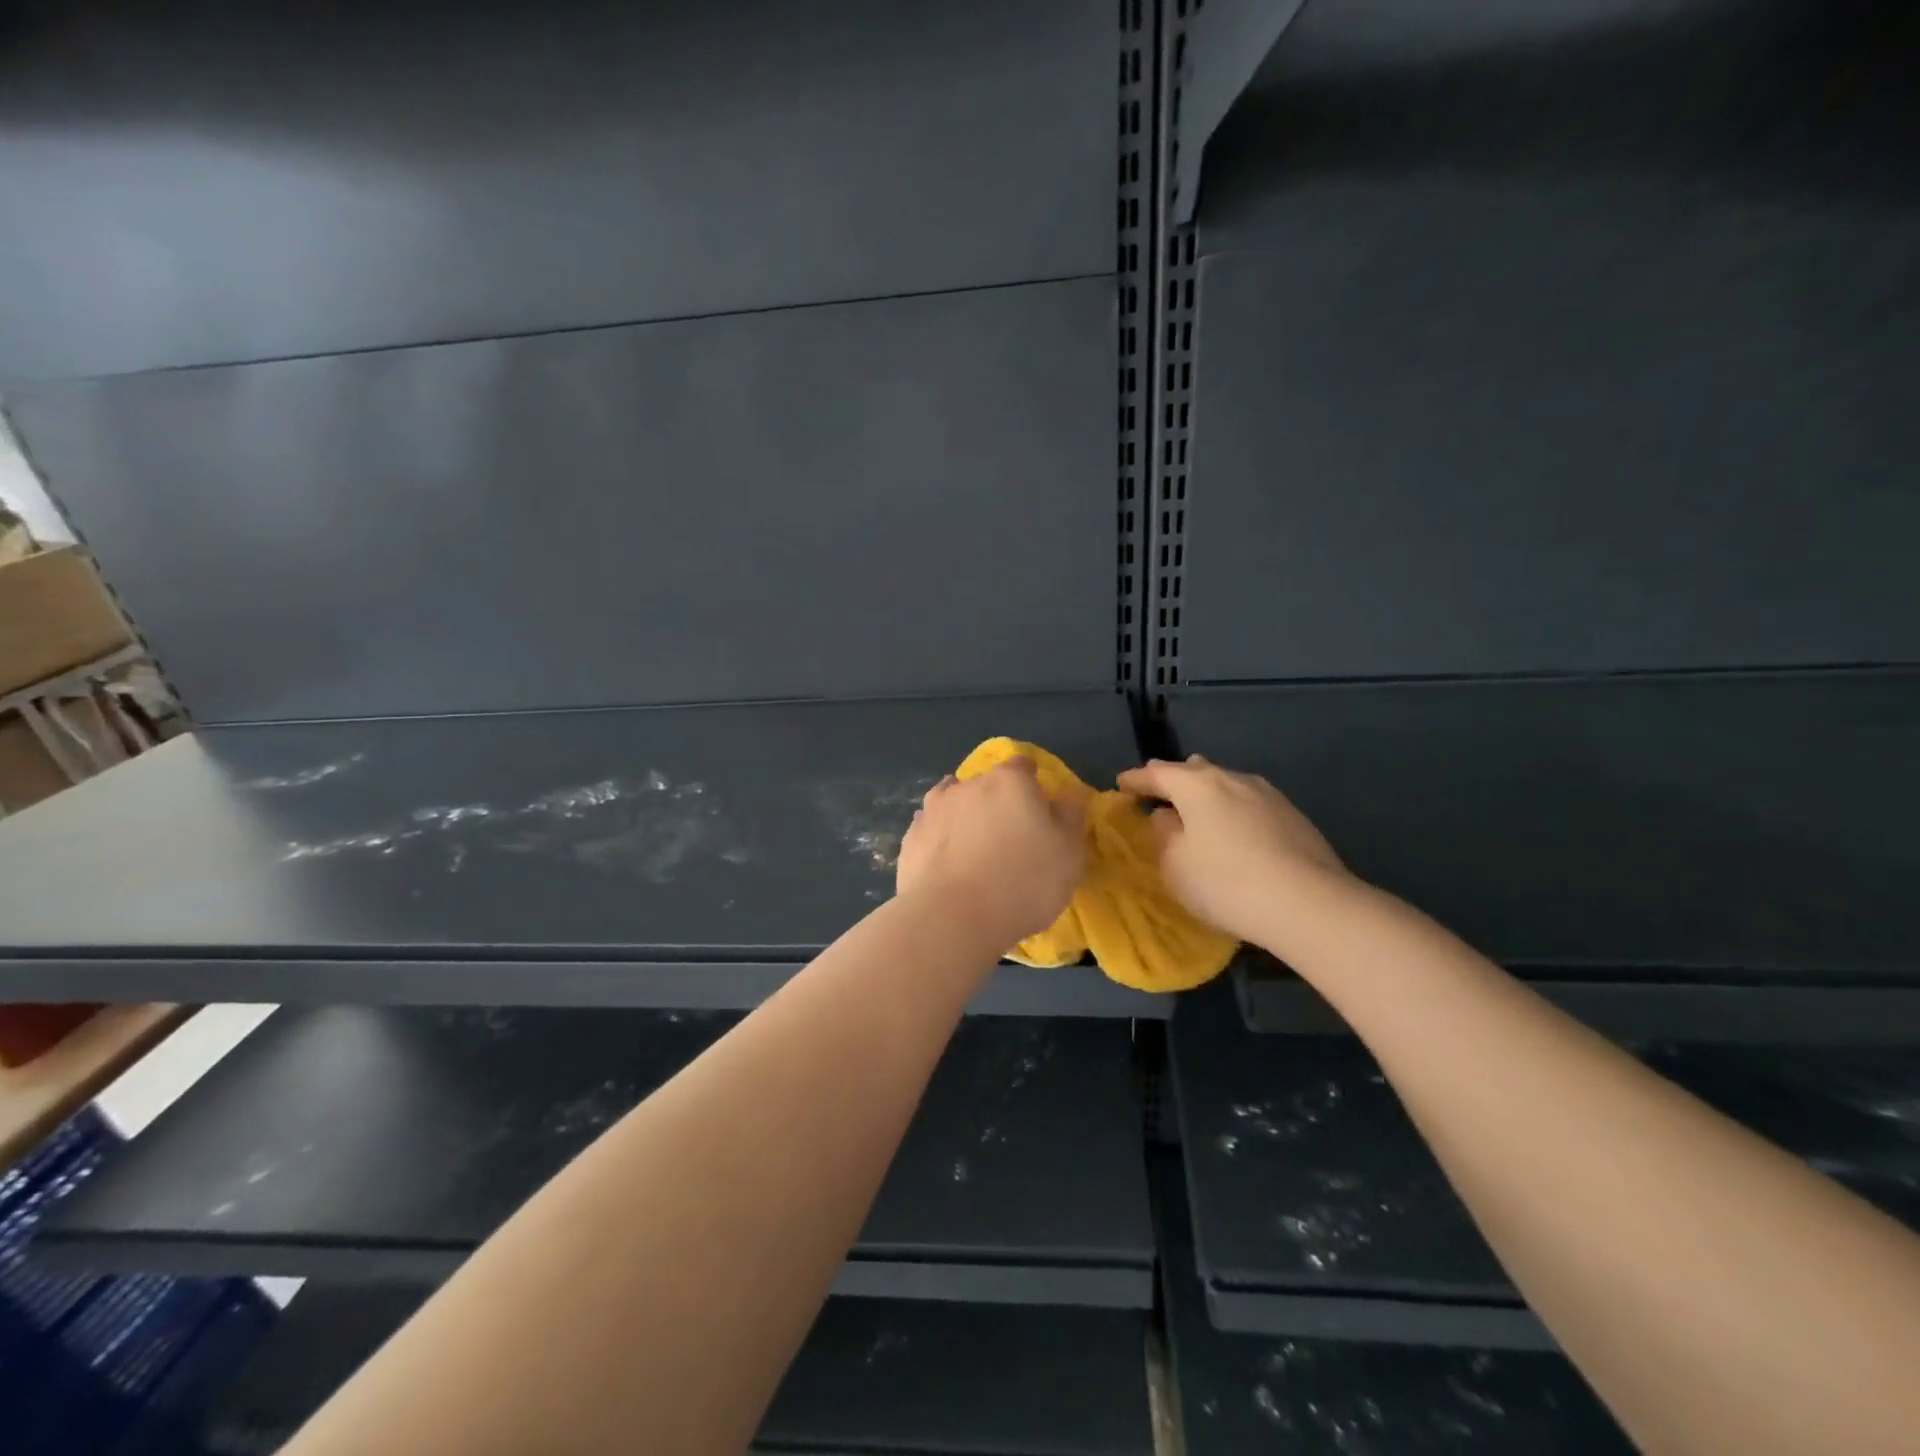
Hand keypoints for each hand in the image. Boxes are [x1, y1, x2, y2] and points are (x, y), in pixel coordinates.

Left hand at [897, 759, 1086, 946]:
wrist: (952, 919)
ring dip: (965, 818)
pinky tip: (948, 864)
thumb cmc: (1023, 882)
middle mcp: (968, 785)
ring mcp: (933, 809)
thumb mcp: (1069, 853)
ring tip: (974, 851)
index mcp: (1010, 781)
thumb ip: (1070, 816)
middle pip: (987, 785)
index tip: (1039, 809)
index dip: (1033, 784)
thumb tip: (1067, 795)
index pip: (1023, 766)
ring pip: (954, 804)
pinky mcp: (910, 838)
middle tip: (1010, 838)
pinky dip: (941, 841)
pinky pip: (932, 831)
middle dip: (998, 803)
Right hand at [1117, 755, 1350, 945]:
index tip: (1121, 784)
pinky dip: (1232, 809)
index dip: (1136, 779)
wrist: (1309, 904)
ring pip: (1226, 784)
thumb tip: (1166, 817)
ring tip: (1196, 804)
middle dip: (1174, 778)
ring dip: (1207, 793)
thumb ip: (1164, 835)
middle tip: (1158, 786)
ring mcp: (1268, 795)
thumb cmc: (1226, 882)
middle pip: (1196, 771)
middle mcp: (1233, 779)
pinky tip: (1234, 826)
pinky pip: (1249, 804)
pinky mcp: (1293, 817)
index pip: (1158, 774)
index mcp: (1198, 785)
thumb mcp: (1176, 865)